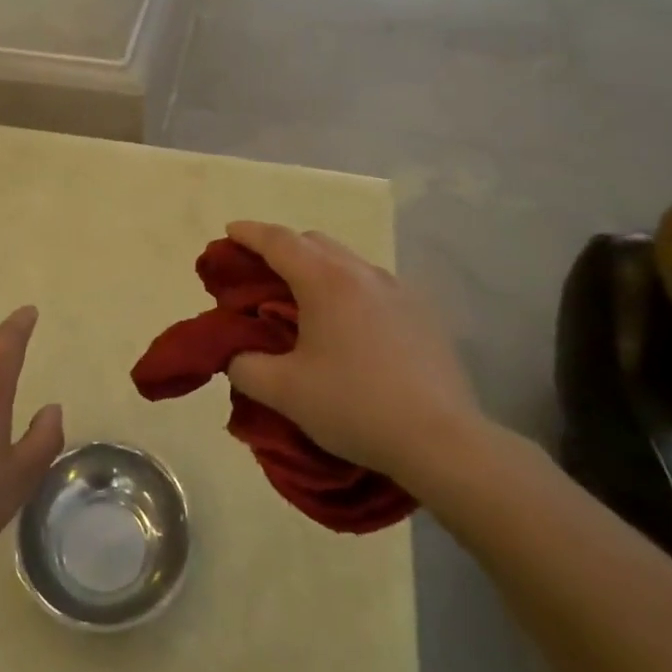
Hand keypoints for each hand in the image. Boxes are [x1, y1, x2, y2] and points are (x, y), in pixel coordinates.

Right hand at [224, 221, 489, 494]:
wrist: (442, 440)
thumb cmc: (355, 406)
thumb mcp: (284, 392)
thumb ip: (245, 366)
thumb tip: (236, 355)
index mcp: (326, 281)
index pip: (278, 241)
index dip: (249, 233)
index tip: (229, 230)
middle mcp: (362, 273)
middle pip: (314, 242)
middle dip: (282, 248)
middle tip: (260, 273)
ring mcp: (398, 290)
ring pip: (346, 262)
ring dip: (318, 269)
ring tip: (303, 302)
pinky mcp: (421, 313)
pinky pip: (372, 285)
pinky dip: (347, 290)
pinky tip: (347, 327)